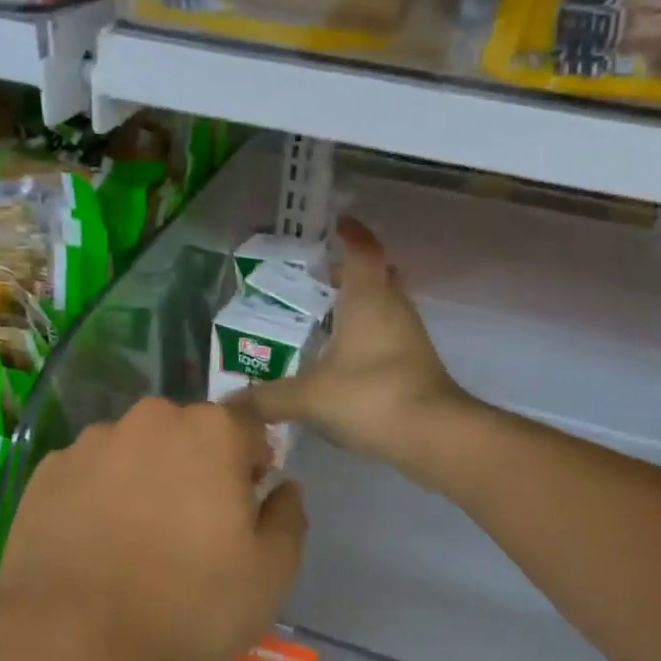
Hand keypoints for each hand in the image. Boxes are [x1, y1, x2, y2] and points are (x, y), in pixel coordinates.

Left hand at [0, 398, 307, 660]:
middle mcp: (152, 419)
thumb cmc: (189, 604)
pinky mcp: (48, 470)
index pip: (248, 426)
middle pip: (187, 433)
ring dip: (144, 478)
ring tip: (133, 541)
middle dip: (196, 467)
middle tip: (190, 528)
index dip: (252, 462)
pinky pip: (89, 474)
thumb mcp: (271, 574)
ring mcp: (93, 441)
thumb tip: (283, 488)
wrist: (72, 641)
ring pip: (135, 450)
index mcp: (212, 431)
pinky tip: (92, 545)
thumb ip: (288, 517)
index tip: (242, 505)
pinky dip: (97, 496)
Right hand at [233, 219, 472, 477]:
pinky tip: (340, 358)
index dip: (350, 233)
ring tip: (320, 318)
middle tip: (317, 277)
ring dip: (357, 306)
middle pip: (376, 275)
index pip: (362, 250)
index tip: (334, 225)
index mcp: (369, 297)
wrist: (434, 435)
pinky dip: (366, 335)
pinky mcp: (416, 363)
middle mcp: (393, 307)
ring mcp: (409, 336)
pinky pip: (387, 334)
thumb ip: (267, 398)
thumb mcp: (309, 396)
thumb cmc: (370, 395)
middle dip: (349, 272)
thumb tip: (227, 404)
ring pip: (383, 306)